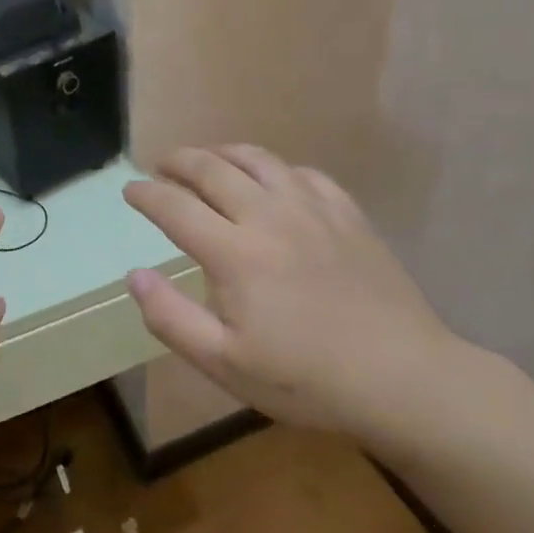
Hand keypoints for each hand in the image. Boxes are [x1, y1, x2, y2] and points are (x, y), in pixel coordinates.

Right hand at [123, 144, 475, 455]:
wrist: (403, 378)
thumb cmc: (306, 379)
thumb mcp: (225, 363)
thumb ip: (171, 317)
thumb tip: (135, 275)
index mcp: (234, 253)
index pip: (175, 207)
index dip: (146, 194)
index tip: (129, 190)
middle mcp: (269, 216)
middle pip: (212, 169)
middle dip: (178, 161)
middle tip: (160, 166)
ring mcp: (313, 209)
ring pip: (258, 160)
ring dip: (222, 153)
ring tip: (207, 159)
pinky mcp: (348, 214)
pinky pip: (302, 173)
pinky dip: (274, 168)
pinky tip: (272, 180)